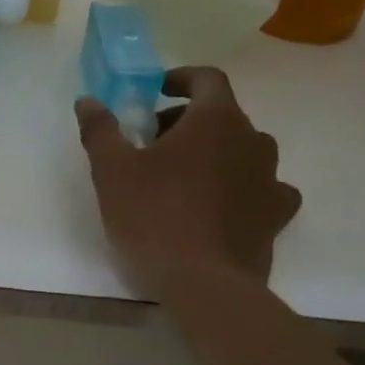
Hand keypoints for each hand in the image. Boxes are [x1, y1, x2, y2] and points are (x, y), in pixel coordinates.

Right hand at [75, 66, 300, 294]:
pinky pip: (264, 187)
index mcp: (216, 120)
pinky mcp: (277, 215)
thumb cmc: (155, 217)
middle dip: (188, 121)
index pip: (208, 78)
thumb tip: (87, 101)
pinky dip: (243, 187)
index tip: (158, 92)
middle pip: (223, 115)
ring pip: (244, 150)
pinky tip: (222, 206)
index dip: (182, 78)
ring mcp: (271, 178)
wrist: (205, 285)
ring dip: (216, 153)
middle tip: (154, 144)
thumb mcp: (112, 171)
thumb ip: (100, 130)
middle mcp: (253, 140)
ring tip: (184, 177)